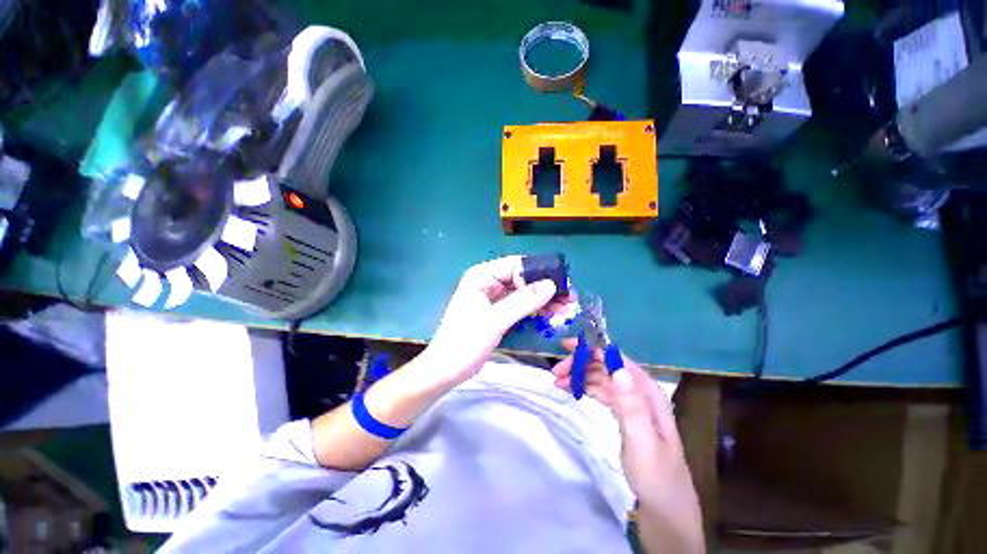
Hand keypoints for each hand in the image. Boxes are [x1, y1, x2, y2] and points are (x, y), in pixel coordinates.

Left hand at [422, 256, 559, 384]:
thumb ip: (523, 302)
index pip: (516, 265)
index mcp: (481, 276)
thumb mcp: (495, 321)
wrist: (445, 371)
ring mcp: (492, 297)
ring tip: (565, 308)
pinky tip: (550, 314)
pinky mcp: (496, 311)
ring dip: (543, 300)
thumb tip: (551, 284)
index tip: (562, 287)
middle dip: (545, 288)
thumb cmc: (464, 343)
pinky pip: (519, 305)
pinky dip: (534, 309)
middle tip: (569, 299)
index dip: (539, 274)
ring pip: (523, 292)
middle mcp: (487, 282)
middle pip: (522, 278)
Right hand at [551, 342, 701, 520]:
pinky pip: (600, 391)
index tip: (565, 348)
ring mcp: (630, 400)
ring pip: (599, 377)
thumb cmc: (655, 475)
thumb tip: (618, 368)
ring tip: (557, 382)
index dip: (590, 349)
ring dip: (578, 375)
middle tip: (556, 373)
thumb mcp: (643, 442)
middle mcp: (638, 390)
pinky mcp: (622, 411)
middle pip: (604, 365)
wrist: (664, 506)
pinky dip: (583, 387)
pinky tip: (570, 390)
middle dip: (579, 363)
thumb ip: (631, 405)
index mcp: (646, 391)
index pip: (615, 358)